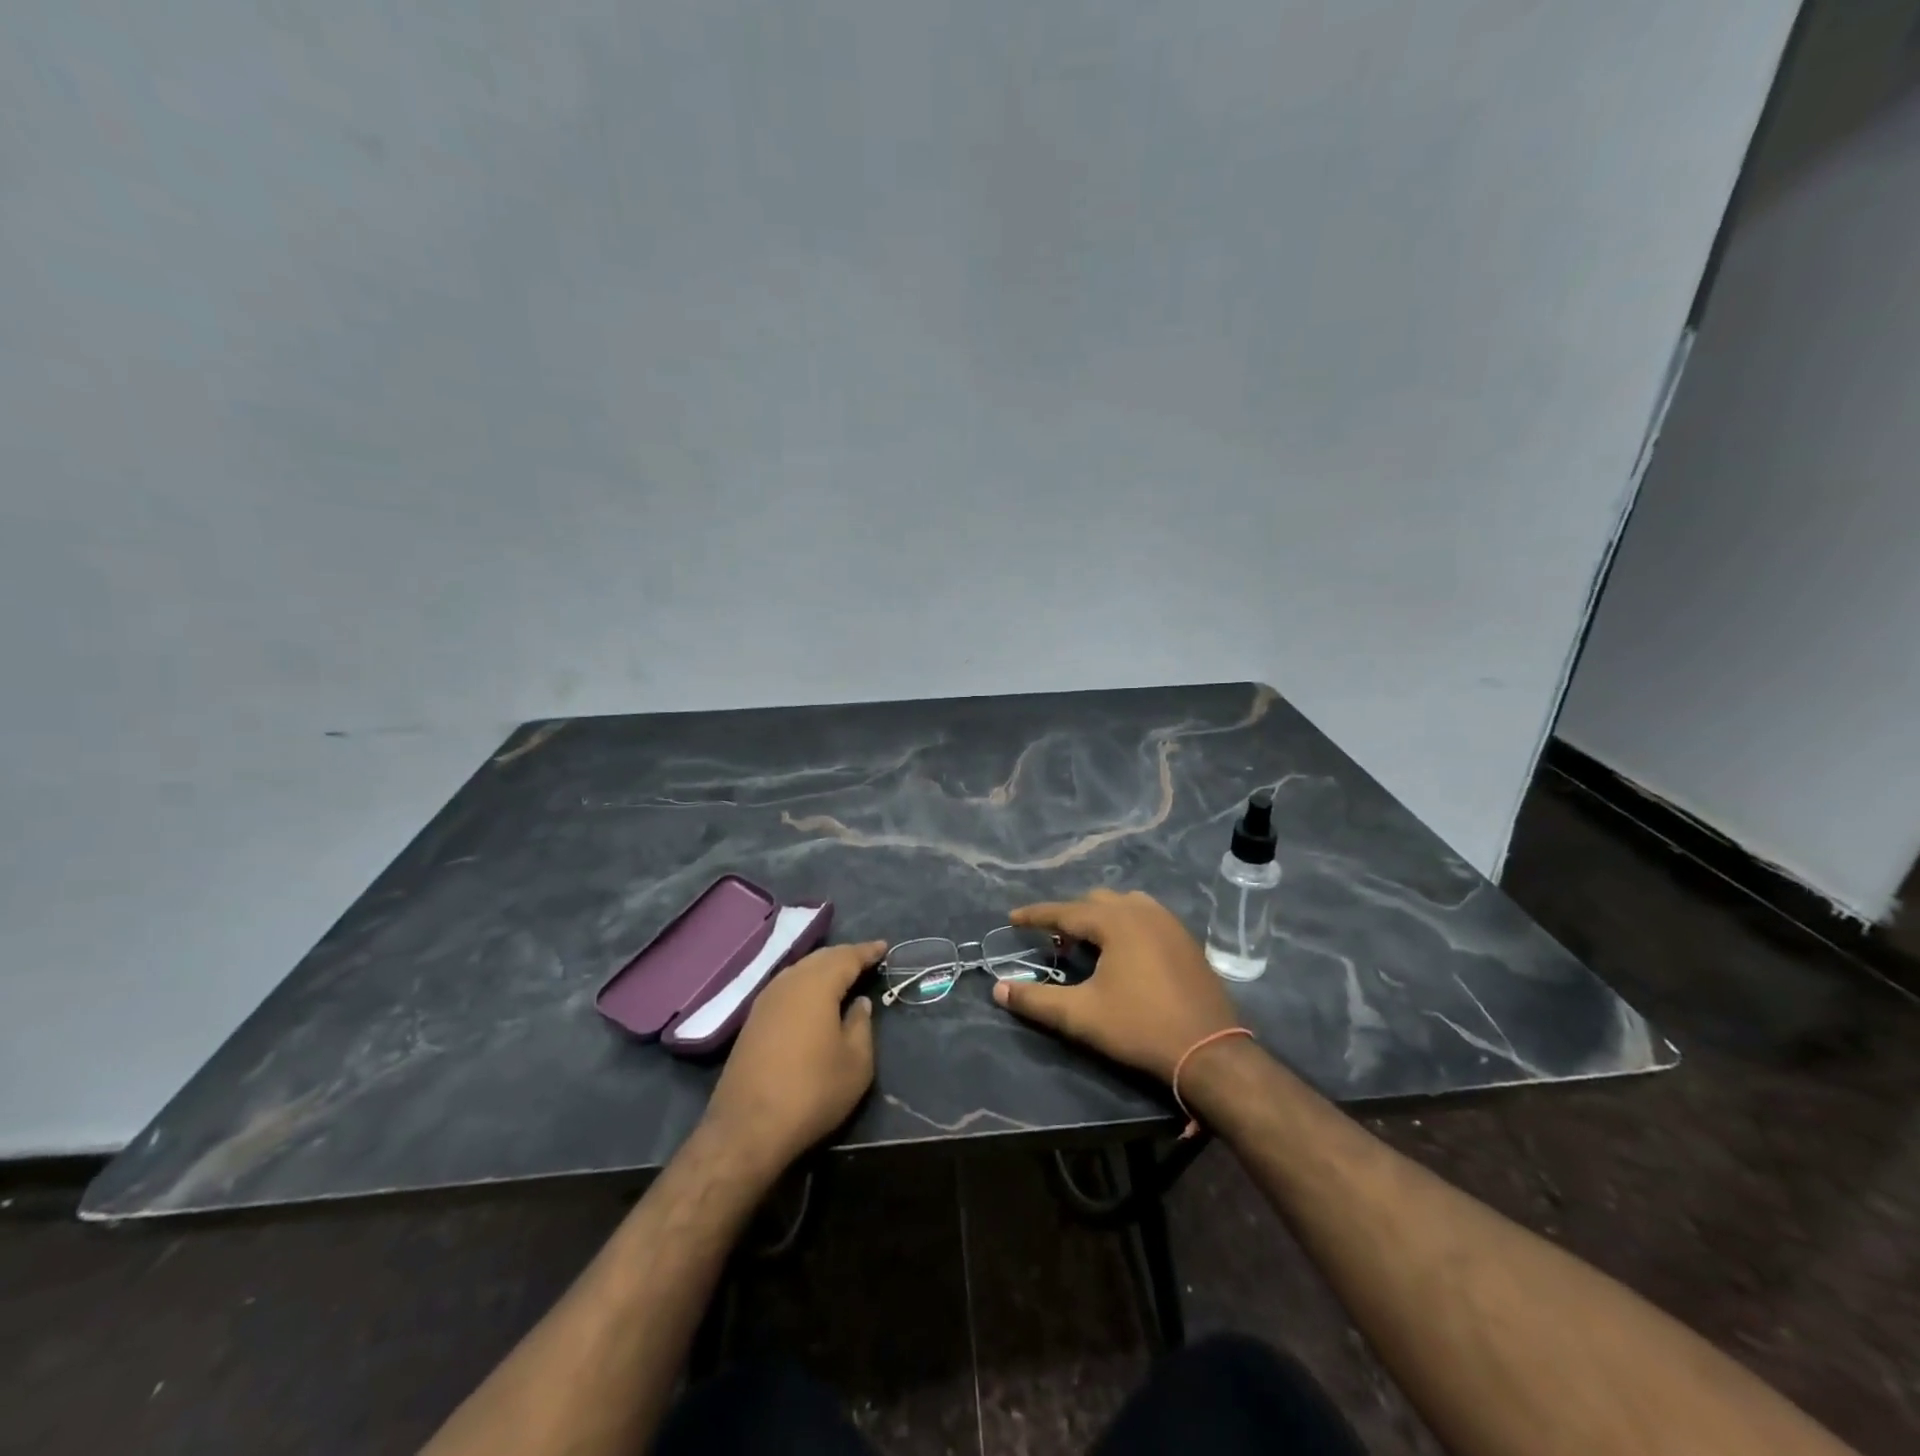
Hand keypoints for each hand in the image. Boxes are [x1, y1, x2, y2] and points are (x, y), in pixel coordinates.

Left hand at [700, 940, 886, 1177]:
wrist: (748, 1128)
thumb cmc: (812, 1091)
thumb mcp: (856, 1062)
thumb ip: (861, 1025)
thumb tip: (859, 1002)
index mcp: (817, 985)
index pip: (847, 957)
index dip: (867, 951)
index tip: (884, 947)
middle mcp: (788, 983)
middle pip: (821, 958)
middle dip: (845, 956)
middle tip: (866, 958)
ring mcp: (766, 1000)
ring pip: (800, 970)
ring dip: (823, 968)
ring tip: (843, 974)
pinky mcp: (752, 1020)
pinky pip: (786, 987)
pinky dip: (806, 983)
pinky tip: (813, 997)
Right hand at [995, 890, 1239, 1082]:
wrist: (1209, 1051)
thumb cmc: (1140, 1027)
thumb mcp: (1081, 1016)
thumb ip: (1036, 1000)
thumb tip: (998, 988)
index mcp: (1116, 921)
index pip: (1065, 911)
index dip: (1036, 915)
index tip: (1012, 918)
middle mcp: (1143, 911)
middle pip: (1096, 902)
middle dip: (1070, 916)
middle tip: (1052, 940)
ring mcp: (1169, 922)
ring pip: (1124, 905)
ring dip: (1100, 917)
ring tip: (1087, 943)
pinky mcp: (1186, 940)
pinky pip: (1146, 916)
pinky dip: (1125, 925)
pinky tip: (1123, 952)